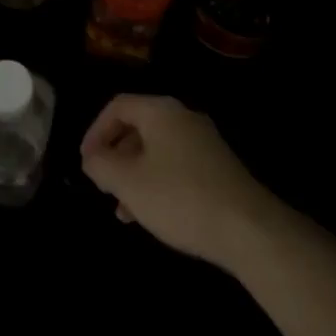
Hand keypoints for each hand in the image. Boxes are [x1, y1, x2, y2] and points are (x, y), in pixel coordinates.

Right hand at [81, 94, 281, 271]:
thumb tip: (92, 157)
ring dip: (134, 174)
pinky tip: (153, 215)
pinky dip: (157, 182)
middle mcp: (183, 117)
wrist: (250, 229)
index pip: (118, 106)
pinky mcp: (218, 167)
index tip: (85, 161)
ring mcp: (204, 142)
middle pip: (138, 126)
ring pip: (157, 150)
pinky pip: (176, 165)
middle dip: (115, 156)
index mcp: (161, 111)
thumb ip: (101, 165)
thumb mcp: (129, 183)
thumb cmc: (180, 198)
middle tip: (102, 184)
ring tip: (123, 210)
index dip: (95, 131)